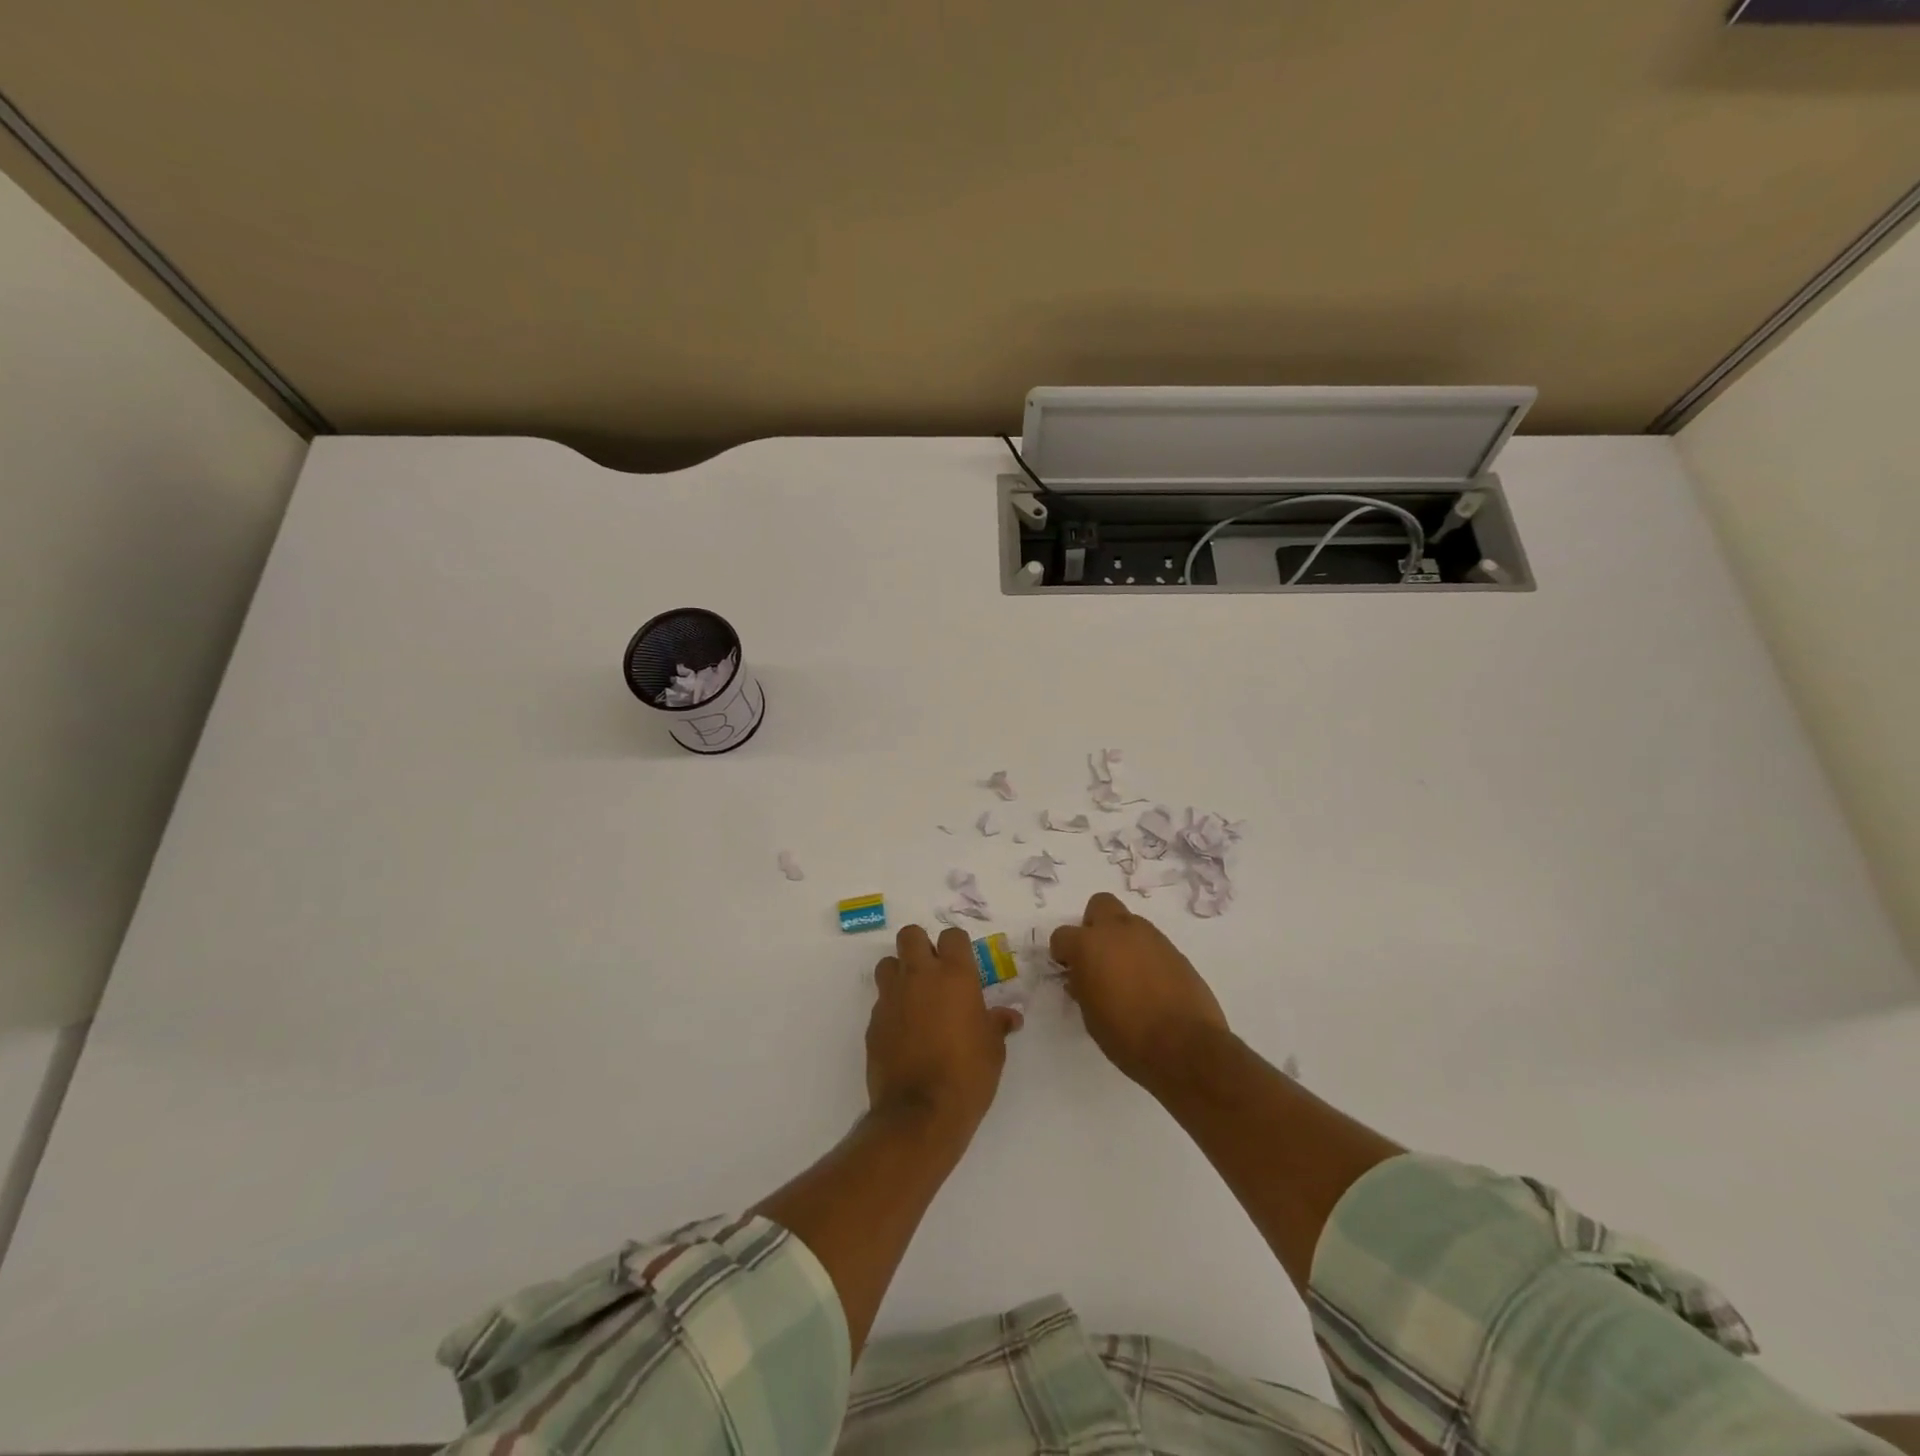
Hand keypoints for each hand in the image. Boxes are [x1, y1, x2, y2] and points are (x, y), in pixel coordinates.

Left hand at [867, 924, 1021, 1136]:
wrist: (920, 1113)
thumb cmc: (967, 1075)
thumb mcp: (993, 1049)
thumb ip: (996, 1024)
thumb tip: (1009, 1017)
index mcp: (954, 975)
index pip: (952, 936)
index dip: (957, 947)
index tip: (963, 965)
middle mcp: (919, 977)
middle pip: (910, 935)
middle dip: (920, 946)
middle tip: (934, 972)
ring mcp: (892, 997)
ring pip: (888, 964)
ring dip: (900, 973)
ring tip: (915, 997)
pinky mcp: (873, 1022)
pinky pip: (881, 1001)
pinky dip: (892, 1008)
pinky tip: (904, 1032)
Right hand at [1050, 893, 1228, 1087]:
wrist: (1185, 1046)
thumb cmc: (1127, 1036)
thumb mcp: (1091, 1016)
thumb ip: (1082, 987)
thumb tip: (1081, 977)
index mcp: (1089, 945)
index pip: (1062, 935)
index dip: (1063, 953)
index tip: (1069, 970)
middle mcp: (1119, 931)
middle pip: (1100, 905)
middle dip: (1094, 925)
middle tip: (1098, 957)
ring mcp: (1151, 937)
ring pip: (1129, 923)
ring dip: (1122, 940)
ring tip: (1127, 975)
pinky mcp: (1175, 950)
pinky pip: (1151, 943)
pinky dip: (1145, 955)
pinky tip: (1150, 984)